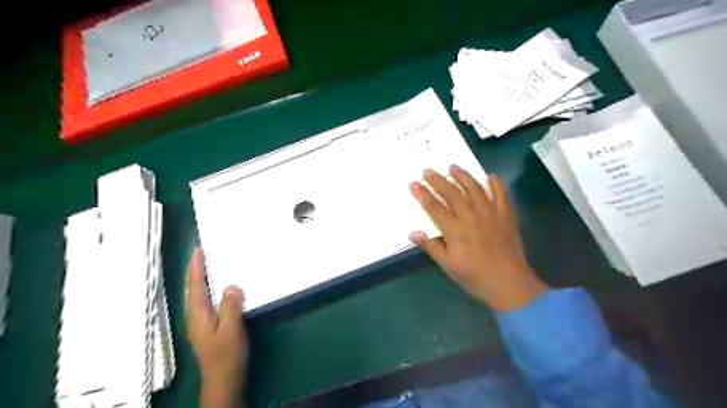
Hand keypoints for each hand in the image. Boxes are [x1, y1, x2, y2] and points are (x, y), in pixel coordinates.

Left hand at [187, 249, 249, 407]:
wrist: (223, 378)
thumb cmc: (227, 354)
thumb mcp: (231, 329)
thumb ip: (231, 306)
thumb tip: (231, 286)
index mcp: (199, 314)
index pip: (195, 286)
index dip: (196, 268)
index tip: (198, 250)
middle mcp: (196, 316)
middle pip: (193, 289)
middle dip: (196, 271)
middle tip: (203, 254)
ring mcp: (201, 322)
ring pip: (198, 296)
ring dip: (202, 279)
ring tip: (210, 266)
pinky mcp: (208, 327)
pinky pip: (206, 301)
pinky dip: (209, 290)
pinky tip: (218, 289)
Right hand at [407, 166, 547, 312]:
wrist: (509, 284)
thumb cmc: (475, 277)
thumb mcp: (448, 266)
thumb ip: (431, 247)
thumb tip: (413, 232)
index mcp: (455, 231)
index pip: (435, 208)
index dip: (422, 195)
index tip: (413, 183)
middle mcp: (472, 218)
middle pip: (452, 193)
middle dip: (438, 180)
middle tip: (428, 171)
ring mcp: (491, 215)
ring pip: (475, 189)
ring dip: (463, 176)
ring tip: (453, 167)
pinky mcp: (506, 216)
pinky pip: (502, 195)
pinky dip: (496, 184)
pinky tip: (490, 176)